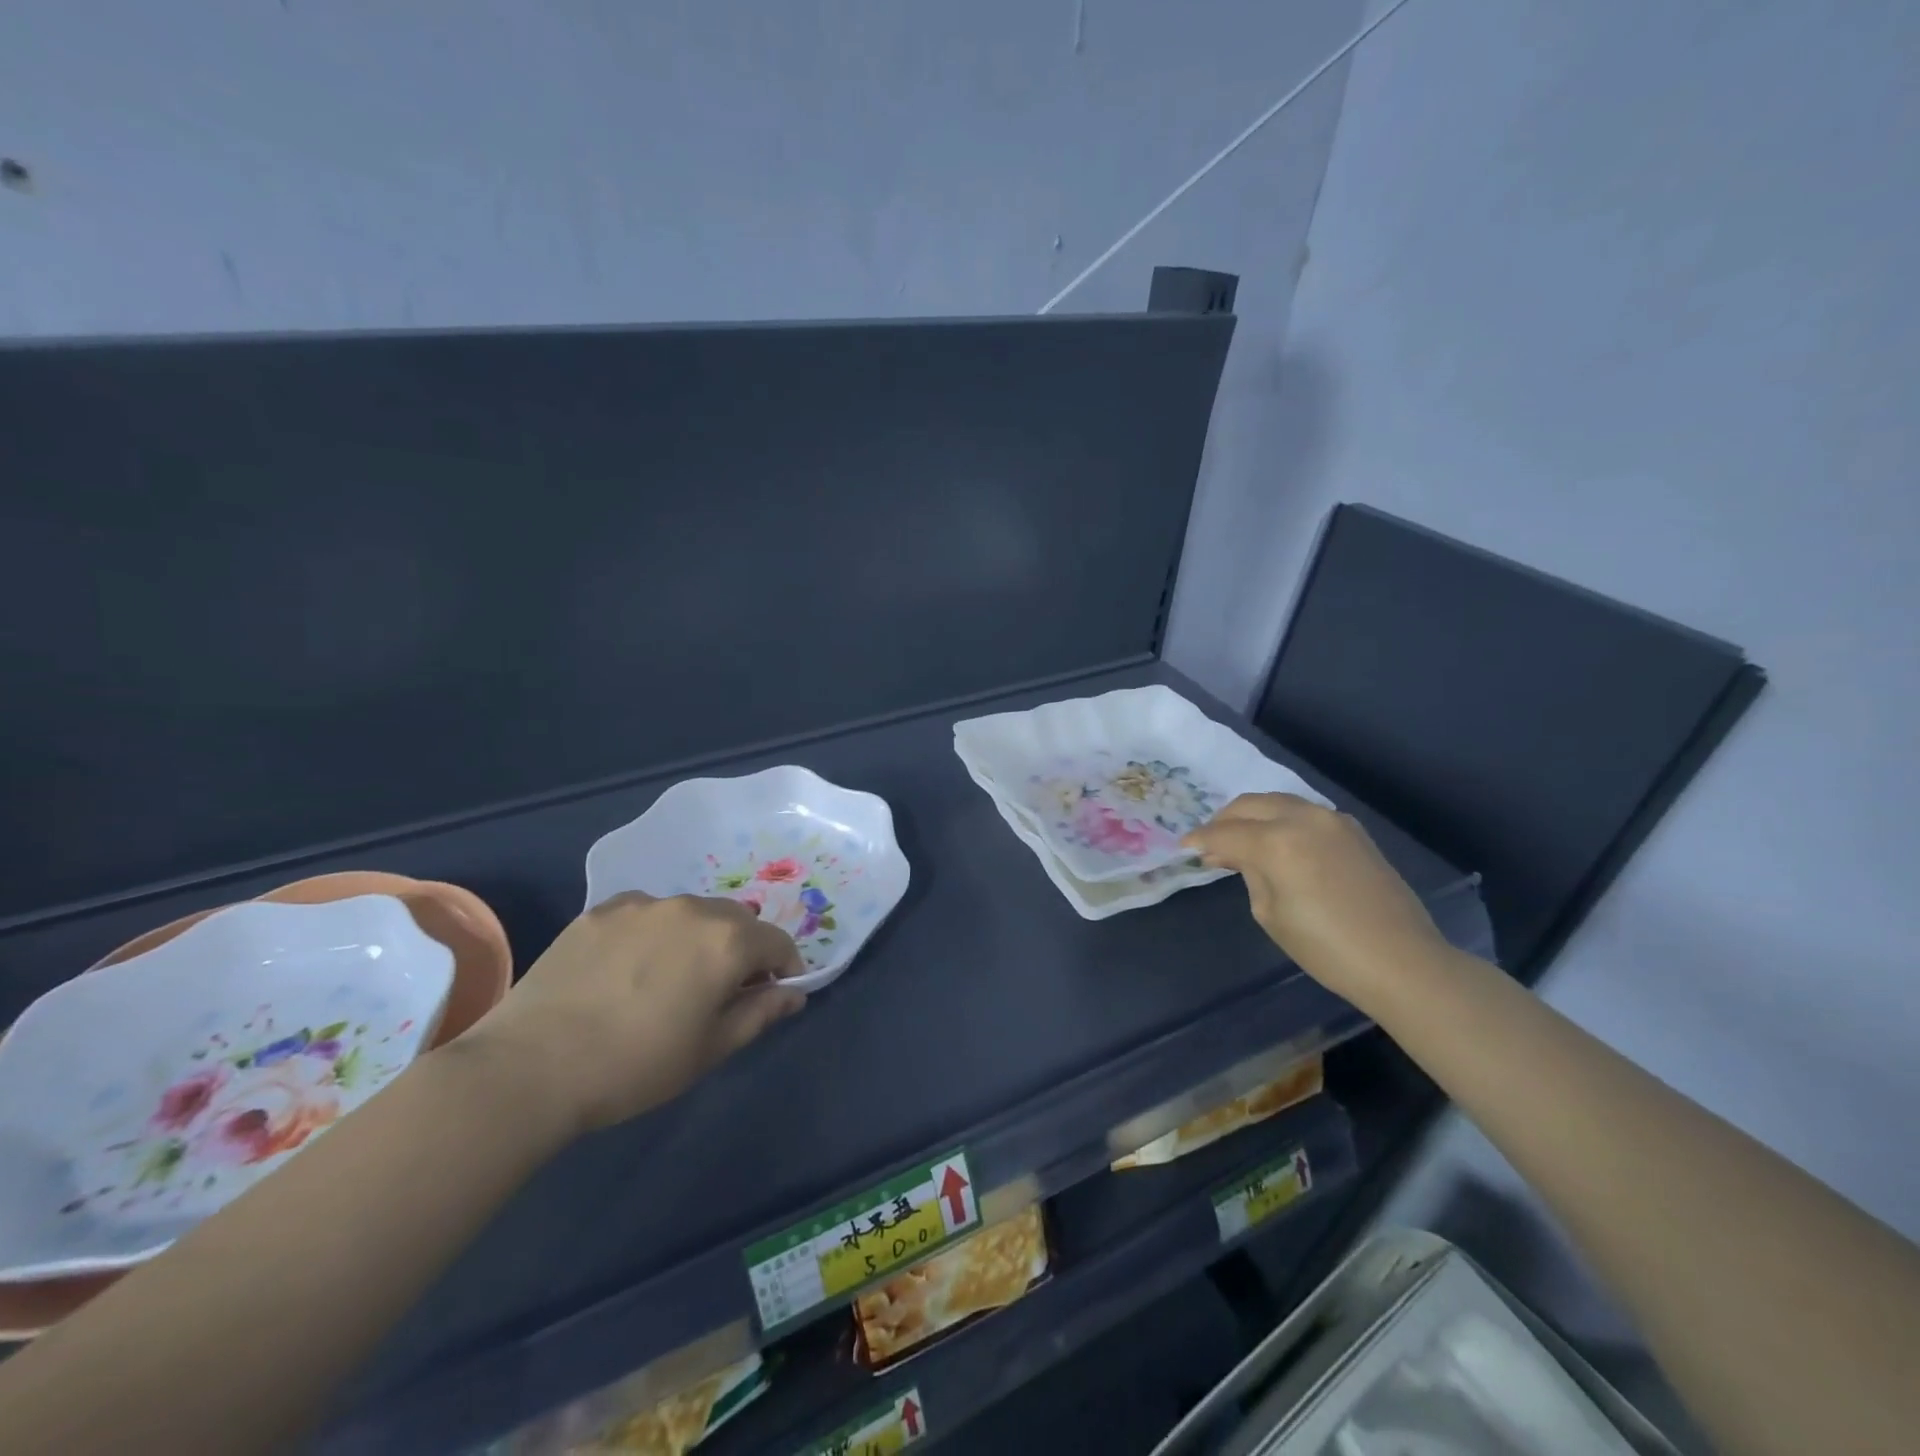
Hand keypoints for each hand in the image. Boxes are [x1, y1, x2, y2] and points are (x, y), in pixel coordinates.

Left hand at [456, 893, 805, 1135]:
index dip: (785, 968)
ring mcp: (643, 904)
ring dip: (698, 937)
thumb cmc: (635, 1066)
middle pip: (738, 920)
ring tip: (670, 978)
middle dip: (743, 949)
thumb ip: (760, 1013)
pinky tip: (628, 968)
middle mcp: (692, 908)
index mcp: (728, 940)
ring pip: (691, 913)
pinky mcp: (601, 910)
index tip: (773, 995)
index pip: (778, 942)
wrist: (530, 1067)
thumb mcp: (710, 1049)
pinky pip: (646, 913)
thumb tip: (794, 993)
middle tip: (721, 990)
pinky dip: (653, 933)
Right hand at [1183, 793, 1452, 1015]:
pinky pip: (1303, 812)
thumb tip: (1233, 855)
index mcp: (1276, 841)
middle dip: (1224, 820)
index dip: (1200, 840)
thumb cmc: (1326, 947)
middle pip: (1249, 805)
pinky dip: (1280, 819)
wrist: (1401, 960)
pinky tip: (1276, 840)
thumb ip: (1248, 872)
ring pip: (1277, 802)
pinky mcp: (1352, 829)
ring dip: (1253, 815)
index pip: (1224, 833)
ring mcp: (1331, 819)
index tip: (1184, 847)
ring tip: (1239, 838)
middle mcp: (1302, 818)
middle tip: (1209, 842)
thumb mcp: (1270, 913)